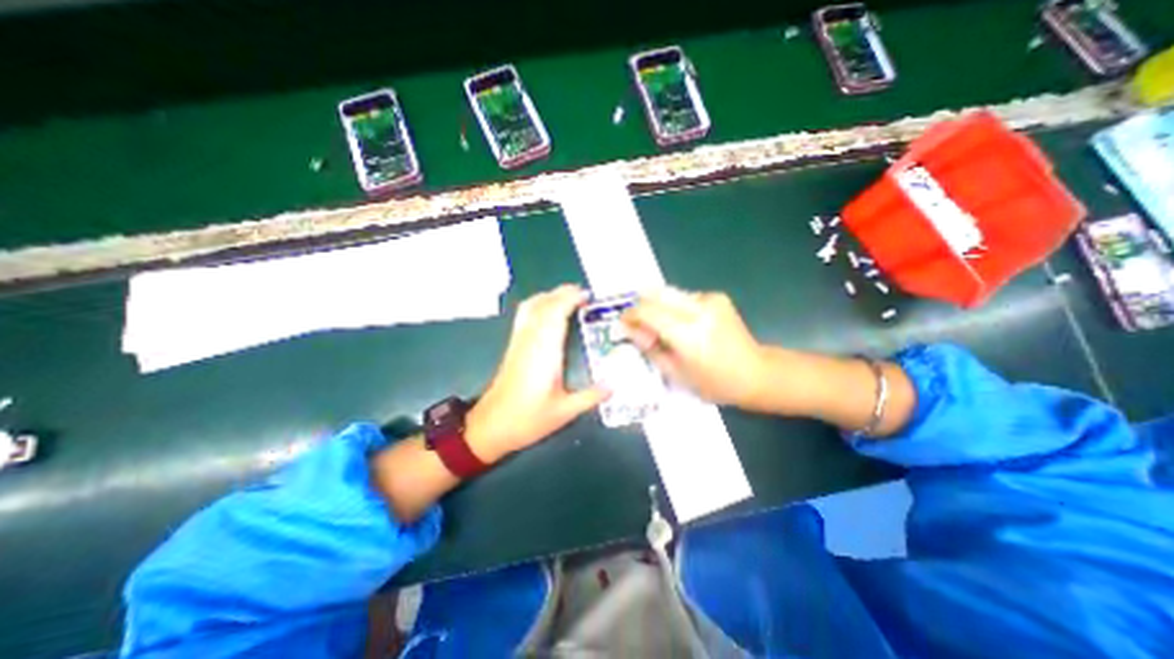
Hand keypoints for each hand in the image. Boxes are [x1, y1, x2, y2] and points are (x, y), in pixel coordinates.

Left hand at [463, 282, 608, 463]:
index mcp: (544, 352)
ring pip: (532, 307)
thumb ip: (590, 397)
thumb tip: (614, 386)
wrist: (491, 426)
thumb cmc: (528, 419)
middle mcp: (530, 341)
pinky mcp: (513, 346)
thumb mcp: (564, 412)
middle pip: (543, 305)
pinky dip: (538, 305)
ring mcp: (519, 342)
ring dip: (549, 296)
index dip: (570, 299)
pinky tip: (548, 312)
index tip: (587, 296)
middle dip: (562, 293)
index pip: (555, 314)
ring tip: (568, 298)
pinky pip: (525, 315)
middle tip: (583, 294)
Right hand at [623, 287, 771, 406]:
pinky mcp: (717, 297)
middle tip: (637, 323)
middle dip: (641, 306)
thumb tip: (630, 329)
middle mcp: (698, 309)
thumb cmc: (714, 382)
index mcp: (687, 333)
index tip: (623, 324)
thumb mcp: (675, 373)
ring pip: (669, 293)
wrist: (755, 373)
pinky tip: (682, 324)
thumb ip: (649, 347)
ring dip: (659, 307)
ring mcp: (710, 299)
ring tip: (661, 327)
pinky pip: (684, 297)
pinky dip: (675, 307)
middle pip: (656, 293)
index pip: (647, 311)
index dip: (630, 315)